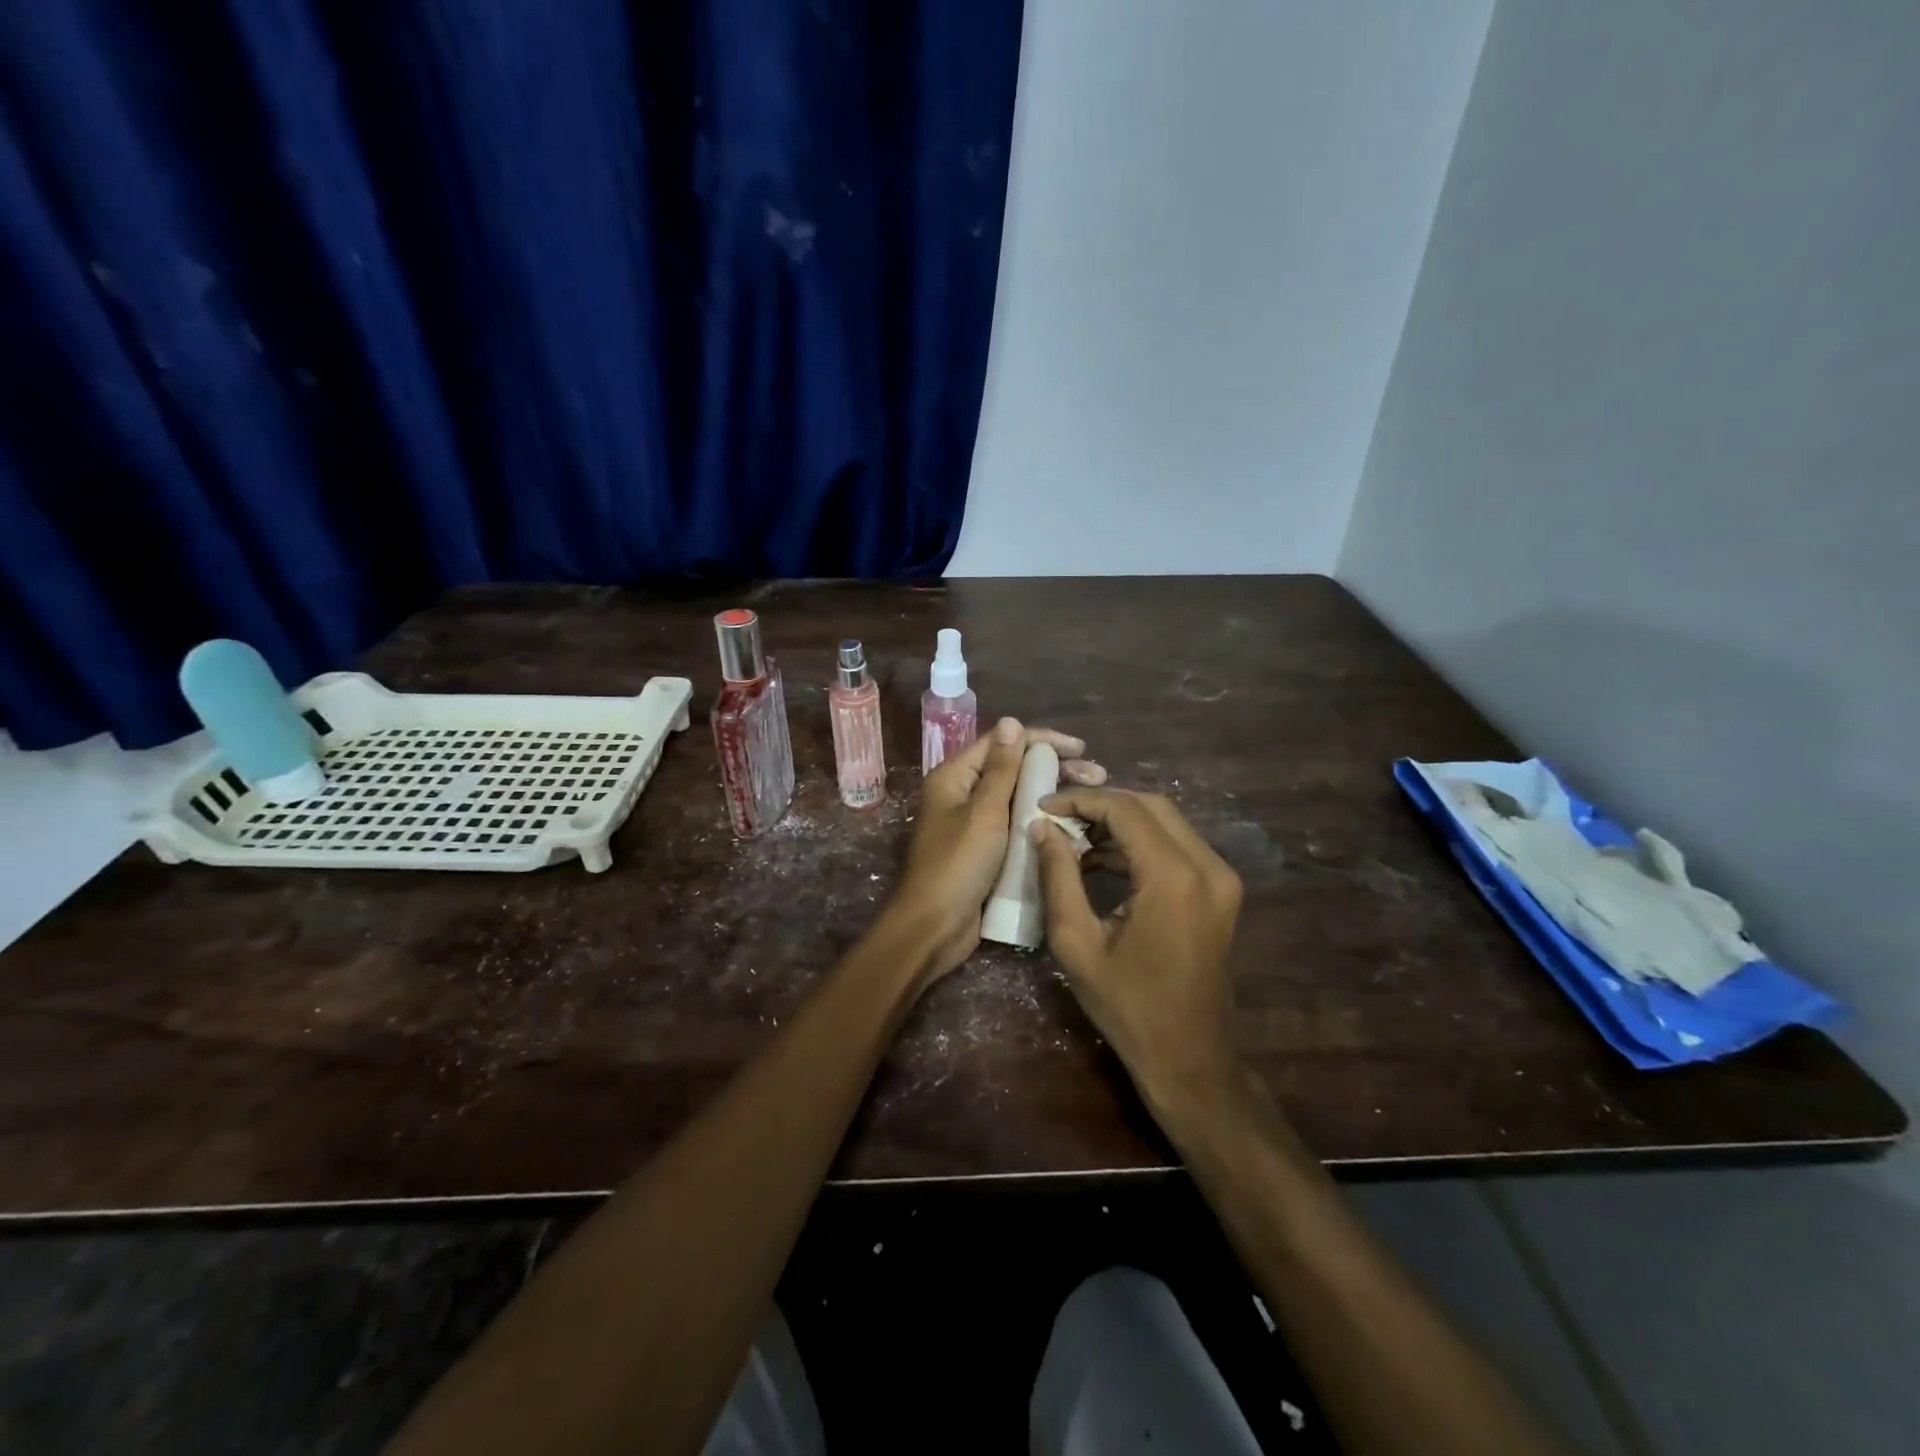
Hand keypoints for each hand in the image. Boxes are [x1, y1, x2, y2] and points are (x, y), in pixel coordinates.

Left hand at [888, 717, 1106, 979]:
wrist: (933, 928)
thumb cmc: (956, 865)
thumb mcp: (984, 813)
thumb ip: (1001, 769)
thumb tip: (1011, 722)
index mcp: (955, 777)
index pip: (1002, 743)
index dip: (1042, 740)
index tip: (1080, 748)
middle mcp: (963, 794)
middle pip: (1013, 769)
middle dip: (1054, 768)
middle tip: (1097, 776)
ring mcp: (975, 824)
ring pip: (1019, 799)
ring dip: (1053, 795)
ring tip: (1092, 799)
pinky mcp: (987, 851)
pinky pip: (1018, 826)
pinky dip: (1043, 822)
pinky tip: (1074, 827)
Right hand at [1031, 789, 1243, 1111]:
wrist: (1190, 1059)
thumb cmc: (1127, 1007)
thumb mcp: (1077, 943)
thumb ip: (1058, 877)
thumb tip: (1042, 828)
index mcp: (1174, 878)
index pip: (1125, 810)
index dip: (1080, 800)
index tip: (1043, 806)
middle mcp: (1208, 867)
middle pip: (1151, 806)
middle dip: (1101, 804)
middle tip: (1058, 815)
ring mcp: (1221, 878)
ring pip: (1167, 822)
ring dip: (1121, 821)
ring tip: (1073, 837)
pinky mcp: (1221, 891)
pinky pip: (1178, 846)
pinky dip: (1141, 842)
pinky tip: (1102, 859)